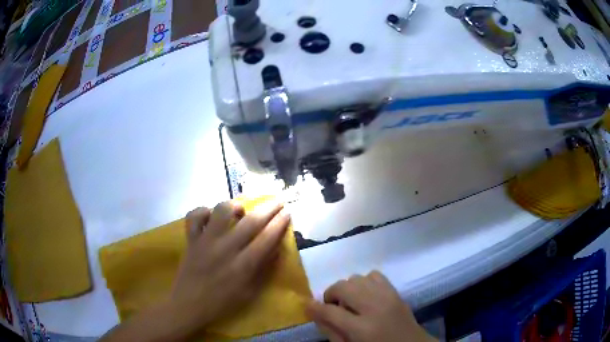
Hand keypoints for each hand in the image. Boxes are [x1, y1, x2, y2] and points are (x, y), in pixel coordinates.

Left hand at [171, 200, 289, 334]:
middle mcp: (225, 249)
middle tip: (278, 200)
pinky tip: (211, 217)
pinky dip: (204, 211)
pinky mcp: (190, 239)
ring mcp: (205, 241)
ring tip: (241, 210)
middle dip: (268, 208)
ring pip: (222, 211)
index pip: (266, 239)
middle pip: (250, 221)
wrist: (188, 305)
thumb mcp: (249, 292)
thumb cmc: (222, 303)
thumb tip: (276, 248)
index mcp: (242, 266)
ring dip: (235, 206)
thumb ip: (263, 270)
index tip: (288, 212)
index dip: (279, 223)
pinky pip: (195, 216)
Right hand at [306, 271, 436, 341]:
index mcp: (362, 328)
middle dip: (331, 295)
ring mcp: (388, 296)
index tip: (307, 306)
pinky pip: (374, 275)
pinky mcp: (396, 290)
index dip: (314, 308)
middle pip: (343, 287)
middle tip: (333, 307)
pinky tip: (365, 296)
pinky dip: (364, 282)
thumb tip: (316, 314)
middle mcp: (375, 307)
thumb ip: (332, 333)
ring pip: (357, 278)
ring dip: (348, 289)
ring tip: (350, 302)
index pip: (330, 312)